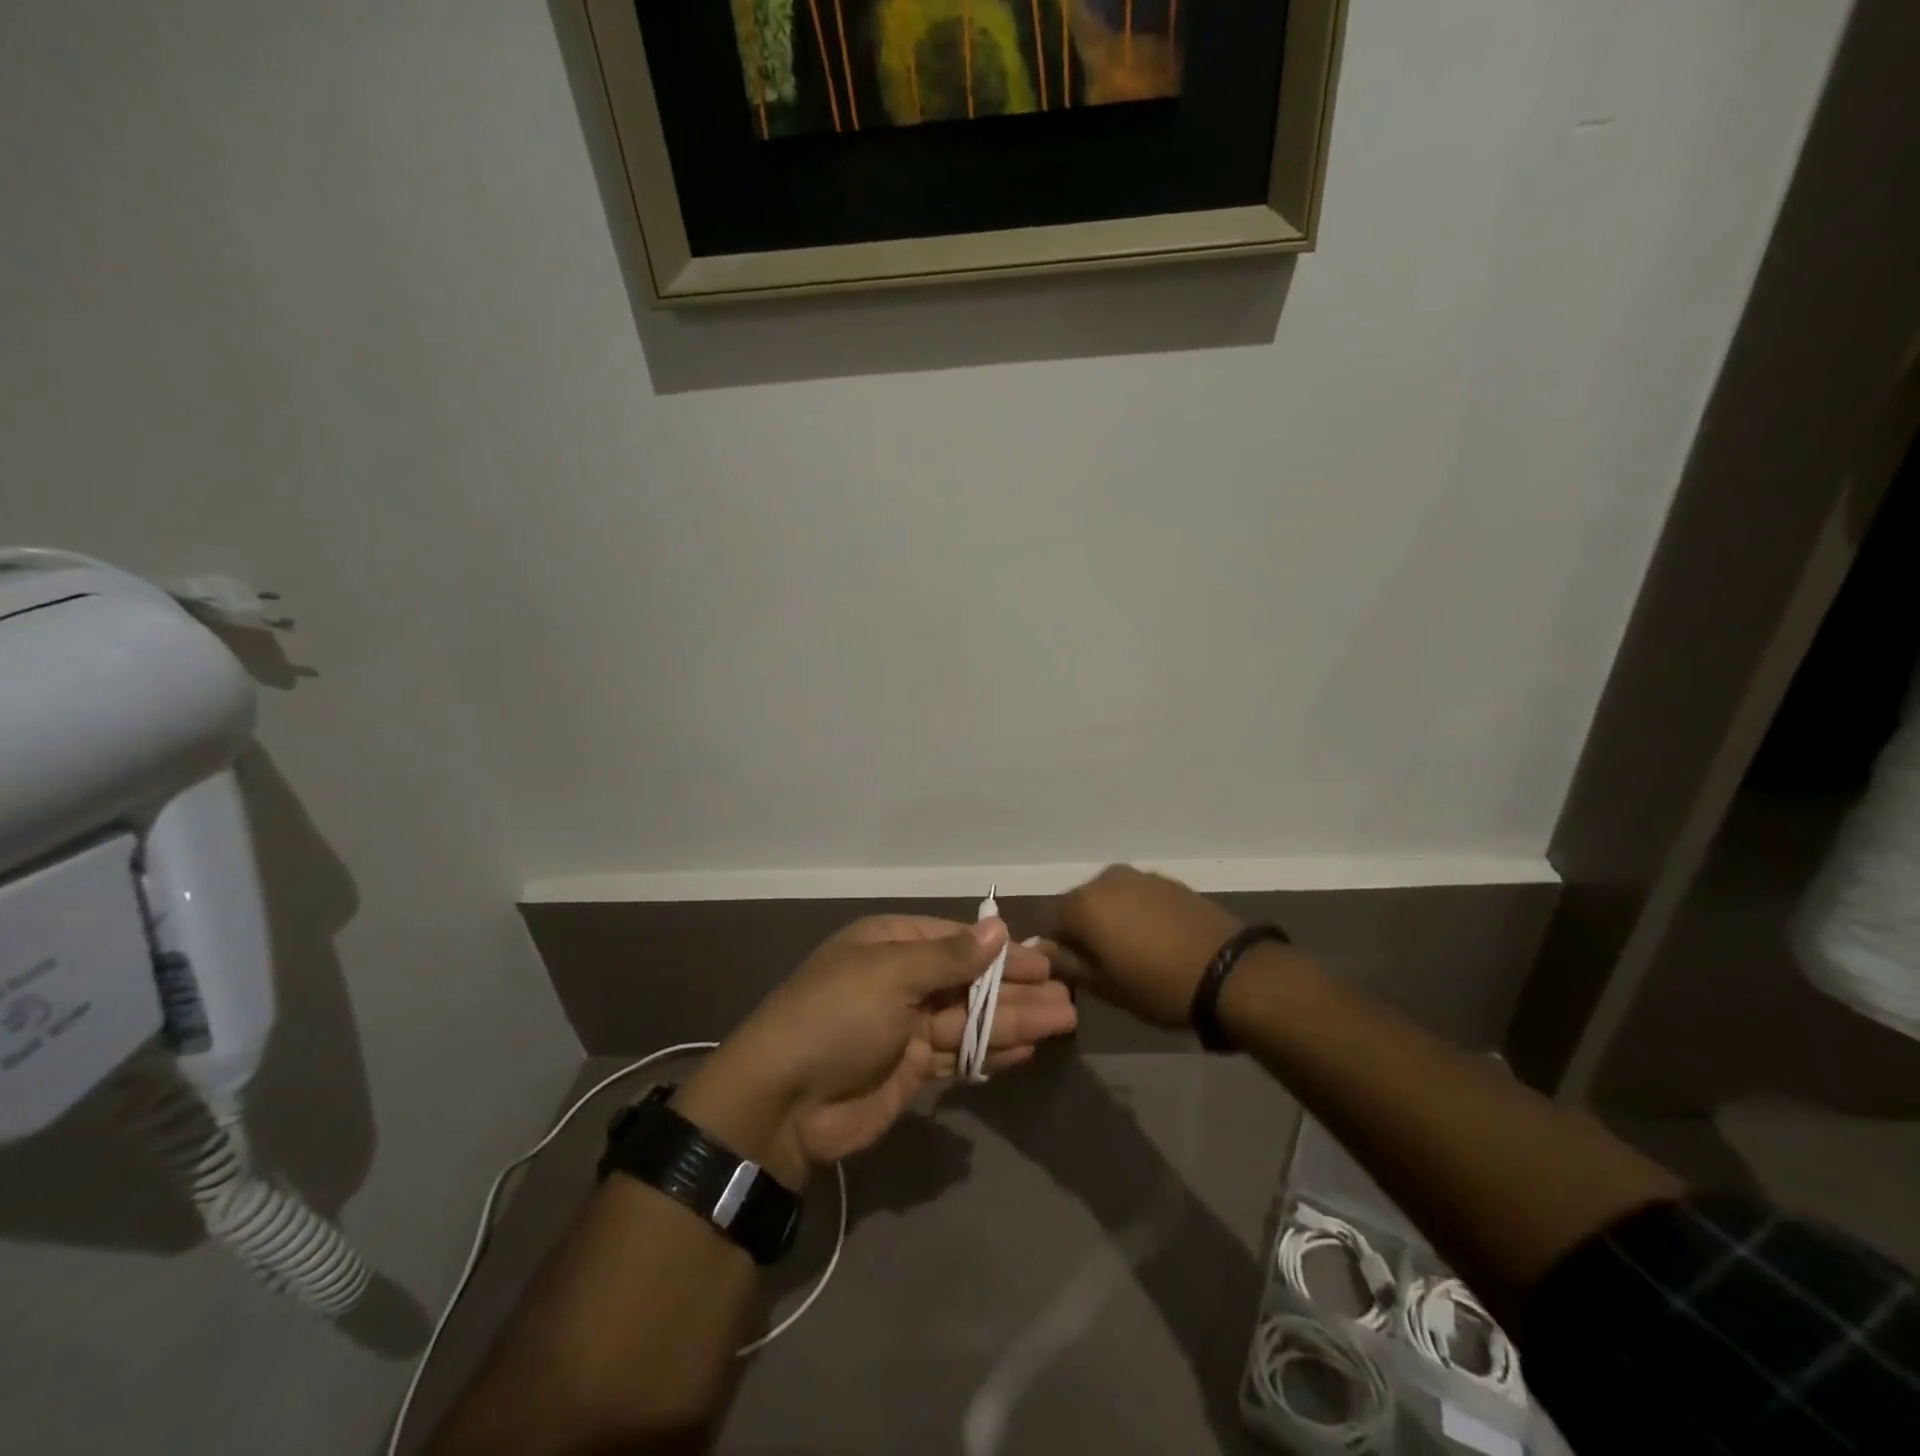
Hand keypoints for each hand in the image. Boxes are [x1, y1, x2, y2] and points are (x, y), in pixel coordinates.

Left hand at [687, 915, 1075, 1179]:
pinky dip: (991, 1053)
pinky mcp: (911, 1071)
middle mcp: (901, 982)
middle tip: (1068, 997)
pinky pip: (960, 1056)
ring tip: (1064, 1022)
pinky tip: (1027, 1051)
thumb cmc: (837, 1017)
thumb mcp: (891, 974)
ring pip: (971, 1020)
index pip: (957, 942)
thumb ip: (949, 957)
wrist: (783, 1102)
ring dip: (1015, 1021)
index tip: (1043, 961)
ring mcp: (907, 1028)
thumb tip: (998, 928)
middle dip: (1017, 990)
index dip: (1001, 953)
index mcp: (891, 945)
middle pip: (970, 983)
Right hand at [1044, 865, 1244, 1027]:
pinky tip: (1154, 939)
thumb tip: (1040, 949)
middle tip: (1099, 963)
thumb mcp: (1104, 986)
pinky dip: (1136, 913)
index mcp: (1082, 903)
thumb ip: (1066, 963)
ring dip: (1110, 919)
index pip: (1049, 920)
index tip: (1070, 970)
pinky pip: (1137, 896)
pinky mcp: (1168, 881)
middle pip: (1079, 904)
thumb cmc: (1156, 985)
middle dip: (1082, 929)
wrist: (1229, 971)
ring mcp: (1139, 876)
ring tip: (1129, 952)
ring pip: (1109, 898)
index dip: (1055, 946)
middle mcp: (1105, 880)